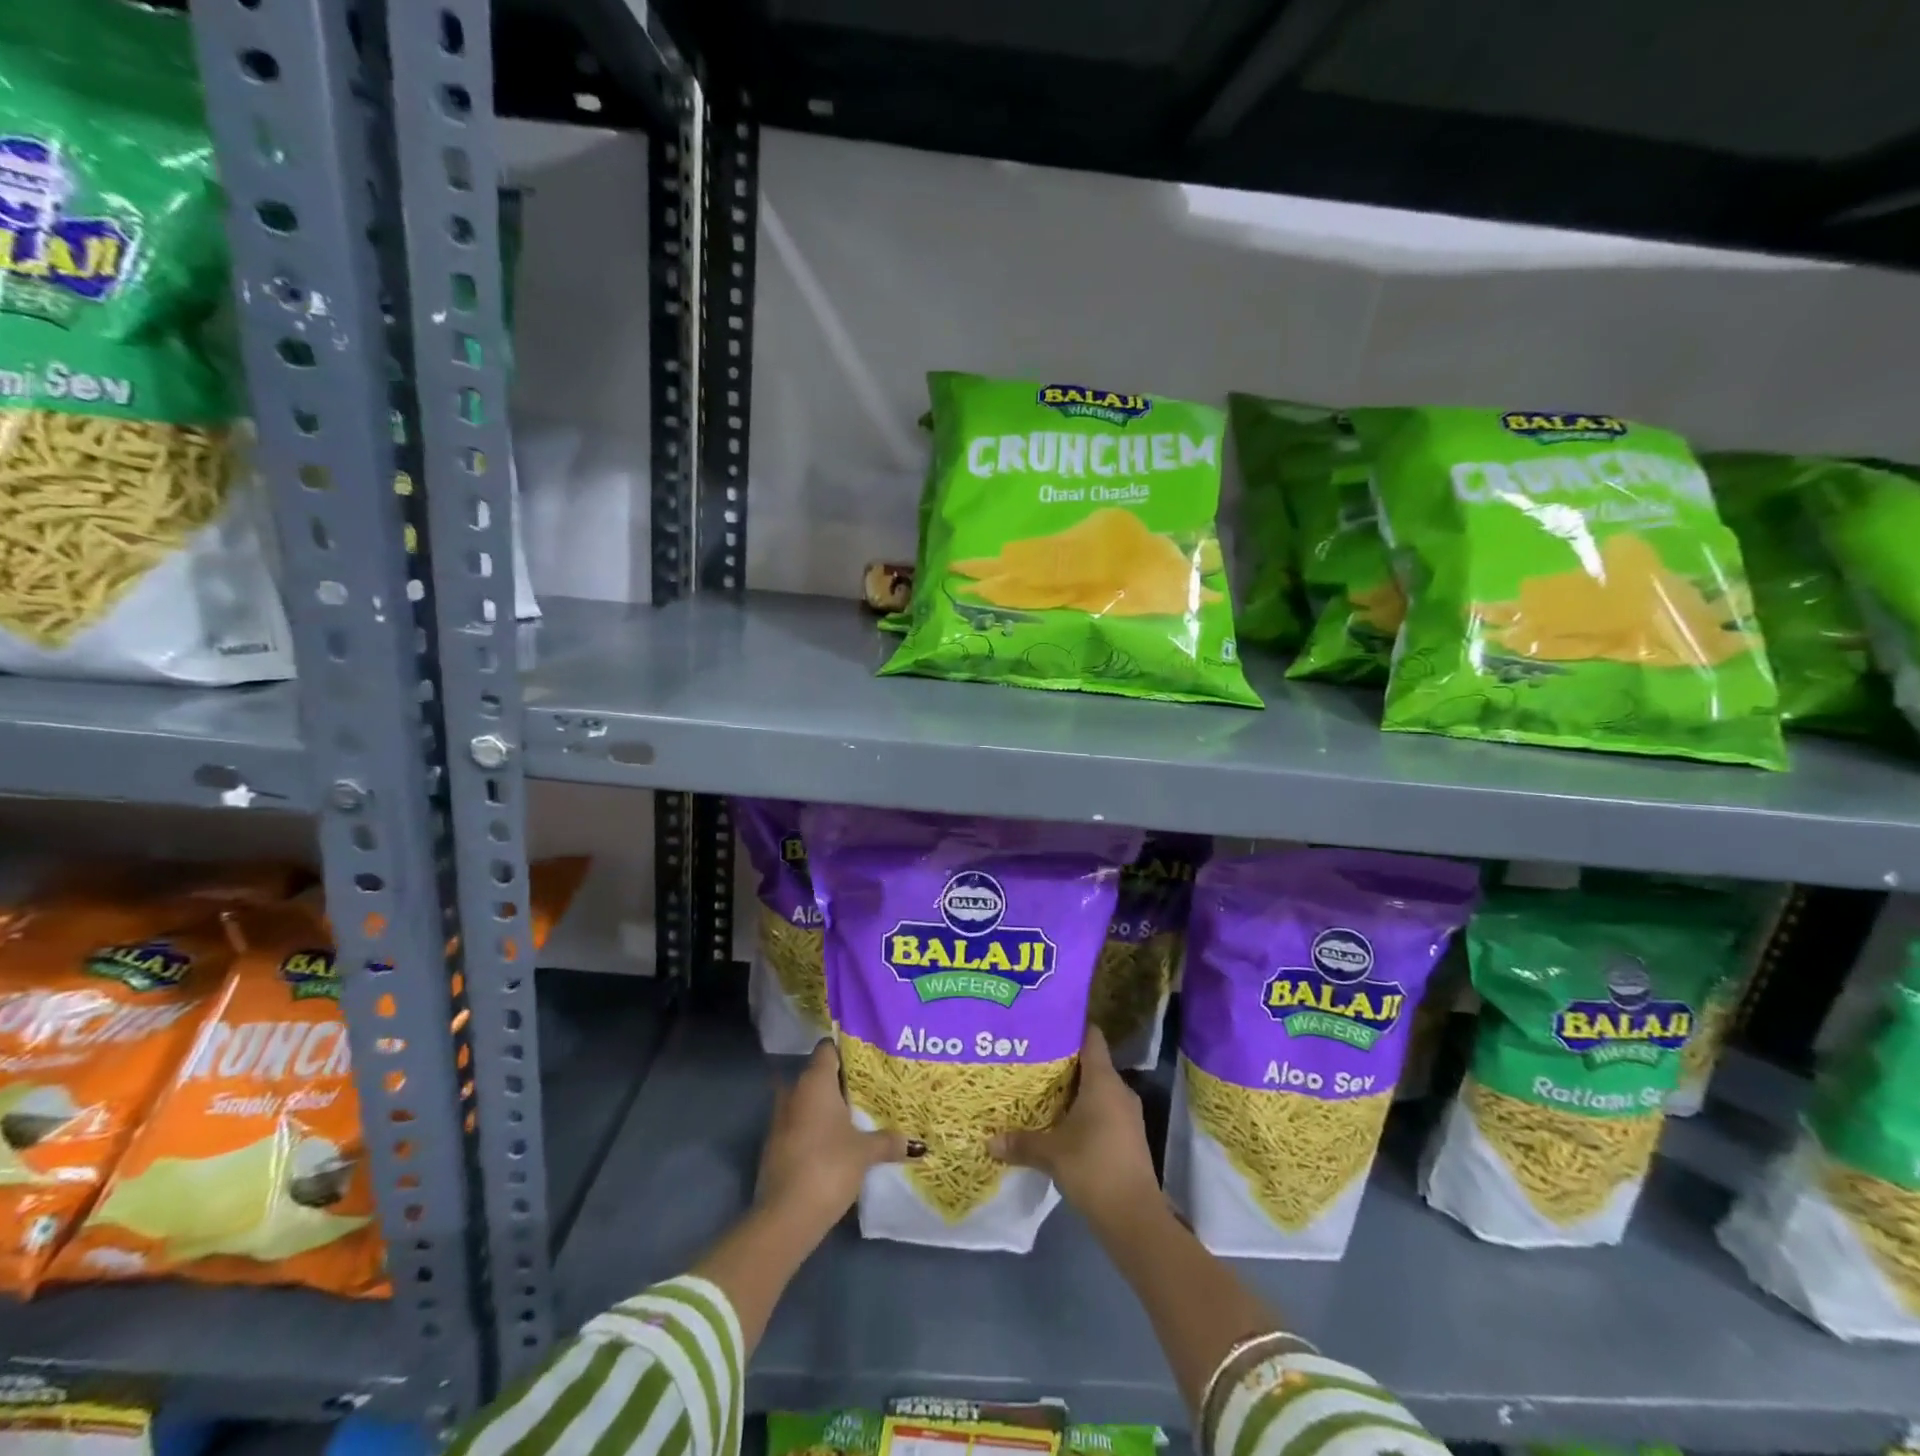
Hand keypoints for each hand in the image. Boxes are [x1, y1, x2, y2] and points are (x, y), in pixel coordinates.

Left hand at [755, 1040, 908, 1239]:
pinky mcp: (776, 1146)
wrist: (785, 1217)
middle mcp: (794, 1092)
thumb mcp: (865, 1152)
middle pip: (819, 1074)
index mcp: (814, 1082)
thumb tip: (916, 1143)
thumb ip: (889, 1141)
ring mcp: (781, 1120)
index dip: (846, 1048)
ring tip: (857, 1113)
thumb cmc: (828, 1166)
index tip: (868, 1056)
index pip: (828, 1048)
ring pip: (808, 1101)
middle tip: (869, 1086)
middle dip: (841, 1080)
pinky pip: (800, 1124)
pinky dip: (816, 1127)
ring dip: (827, 1106)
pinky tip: (837, 1139)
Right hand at [989, 1026, 1161, 1221]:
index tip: (1047, 1022)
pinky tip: (1061, 1121)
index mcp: (1103, 1081)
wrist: (1135, 1217)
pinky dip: (1084, 1110)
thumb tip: (988, 1140)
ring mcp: (1127, 1114)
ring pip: (1097, 1089)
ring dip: (1073, 1089)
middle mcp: (1119, 1090)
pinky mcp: (1128, 1137)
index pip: (1091, 1037)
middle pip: (1091, 1063)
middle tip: (1032, 1057)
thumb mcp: (1051, 1154)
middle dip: (1064, 1061)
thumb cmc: (1093, 1168)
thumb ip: (1021, 1143)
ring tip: (1041, 1088)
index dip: (1072, 1026)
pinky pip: (1104, 1110)